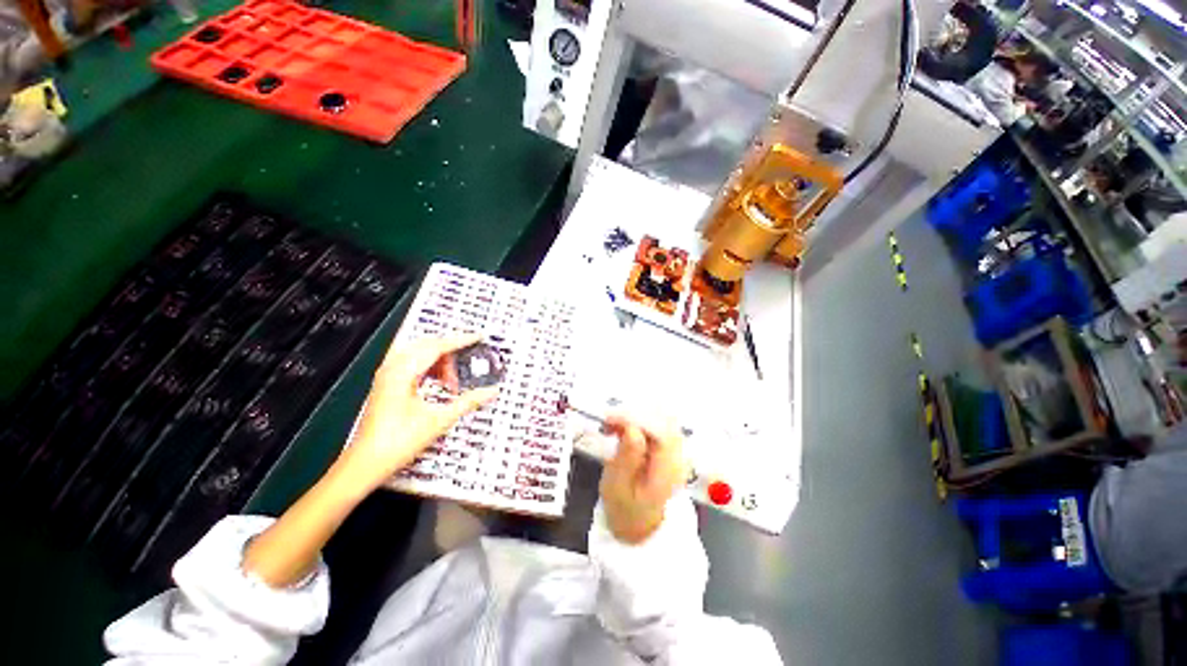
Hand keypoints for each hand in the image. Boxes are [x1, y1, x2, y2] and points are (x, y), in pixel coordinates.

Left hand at [337, 334, 498, 491]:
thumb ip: (468, 402)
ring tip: (454, 379)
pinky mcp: (387, 385)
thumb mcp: (440, 420)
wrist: (366, 463)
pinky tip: (439, 383)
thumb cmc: (397, 442)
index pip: (437, 346)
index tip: (478, 337)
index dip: (460, 340)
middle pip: (428, 345)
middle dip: (451, 351)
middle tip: (469, 362)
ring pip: (419, 354)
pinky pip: (412, 364)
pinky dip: (430, 368)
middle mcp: (392, 369)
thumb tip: (491, 391)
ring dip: (440, 361)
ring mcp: (387, 376)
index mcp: (403, 373)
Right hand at [599, 415, 686, 543]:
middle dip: (636, 414)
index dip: (637, 419)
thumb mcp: (617, 488)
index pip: (661, 433)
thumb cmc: (624, 509)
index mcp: (668, 471)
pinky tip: (622, 427)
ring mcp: (676, 451)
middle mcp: (678, 457)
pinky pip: (657, 424)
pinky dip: (639, 420)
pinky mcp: (669, 446)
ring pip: (661, 418)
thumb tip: (631, 428)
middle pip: (665, 421)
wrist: (639, 525)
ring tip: (613, 425)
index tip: (612, 419)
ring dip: (636, 415)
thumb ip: (626, 458)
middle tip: (609, 421)